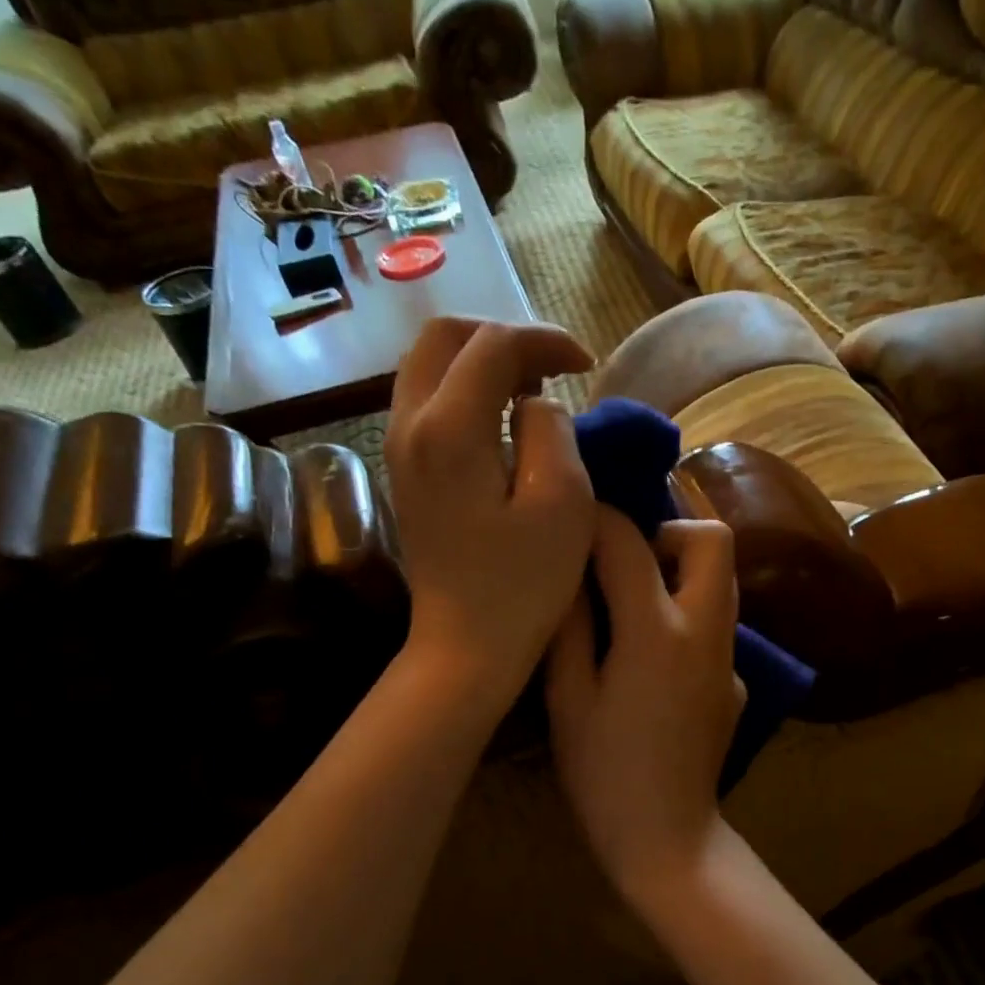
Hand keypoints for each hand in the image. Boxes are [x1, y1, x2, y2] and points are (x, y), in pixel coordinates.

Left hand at [386, 317, 594, 703]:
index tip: (587, 365)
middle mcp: (409, 424)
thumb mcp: (562, 502)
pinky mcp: (403, 472)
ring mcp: (398, 448)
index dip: (545, 340)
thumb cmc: (522, 584)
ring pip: (429, 367)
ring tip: (531, 392)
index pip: (493, 344)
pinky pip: (427, 402)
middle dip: (503, 338)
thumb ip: (552, 429)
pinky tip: (503, 425)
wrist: (465, 647)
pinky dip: (466, 393)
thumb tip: (534, 404)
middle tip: (552, 369)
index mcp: (449, 428)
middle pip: (444, 337)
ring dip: (482, 363)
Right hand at [547, 508, 746, 902]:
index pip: (631, 543)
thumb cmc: (604, 774)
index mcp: (656, 631)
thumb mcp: (568, 699)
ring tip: (636, 600)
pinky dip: (689, 618)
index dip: (599, 520)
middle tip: (627, 562)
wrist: (668, 837)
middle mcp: (706, 631)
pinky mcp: (737, 683)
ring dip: (683, 571)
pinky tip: (655, 660)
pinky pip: (718, 626)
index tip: (575, 523)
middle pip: (715, 540)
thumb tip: (567, 577)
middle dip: (669, 531)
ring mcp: (730, 659)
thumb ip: (569, 628)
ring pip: (724, 581)